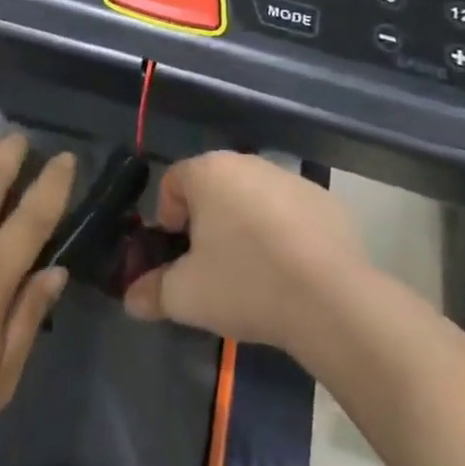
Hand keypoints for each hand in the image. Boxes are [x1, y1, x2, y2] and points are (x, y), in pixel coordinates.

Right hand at [124, 151, 363, 356]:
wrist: (333, 302)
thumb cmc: (245, 283)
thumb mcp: (186, 296)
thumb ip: (151, 292)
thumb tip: (131, 300)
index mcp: (208, 172)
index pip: (172, 181)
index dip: (167, 217)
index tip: (177, 253)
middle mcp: (248, 163)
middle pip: (213, 187)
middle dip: (206, 220)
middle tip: (210, 264)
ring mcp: (292, 179)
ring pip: (253, 198)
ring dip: (245, 225)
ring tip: (253, 271)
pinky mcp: (328, 202)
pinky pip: (291, 213)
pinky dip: (284, 233)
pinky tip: (291, 271)